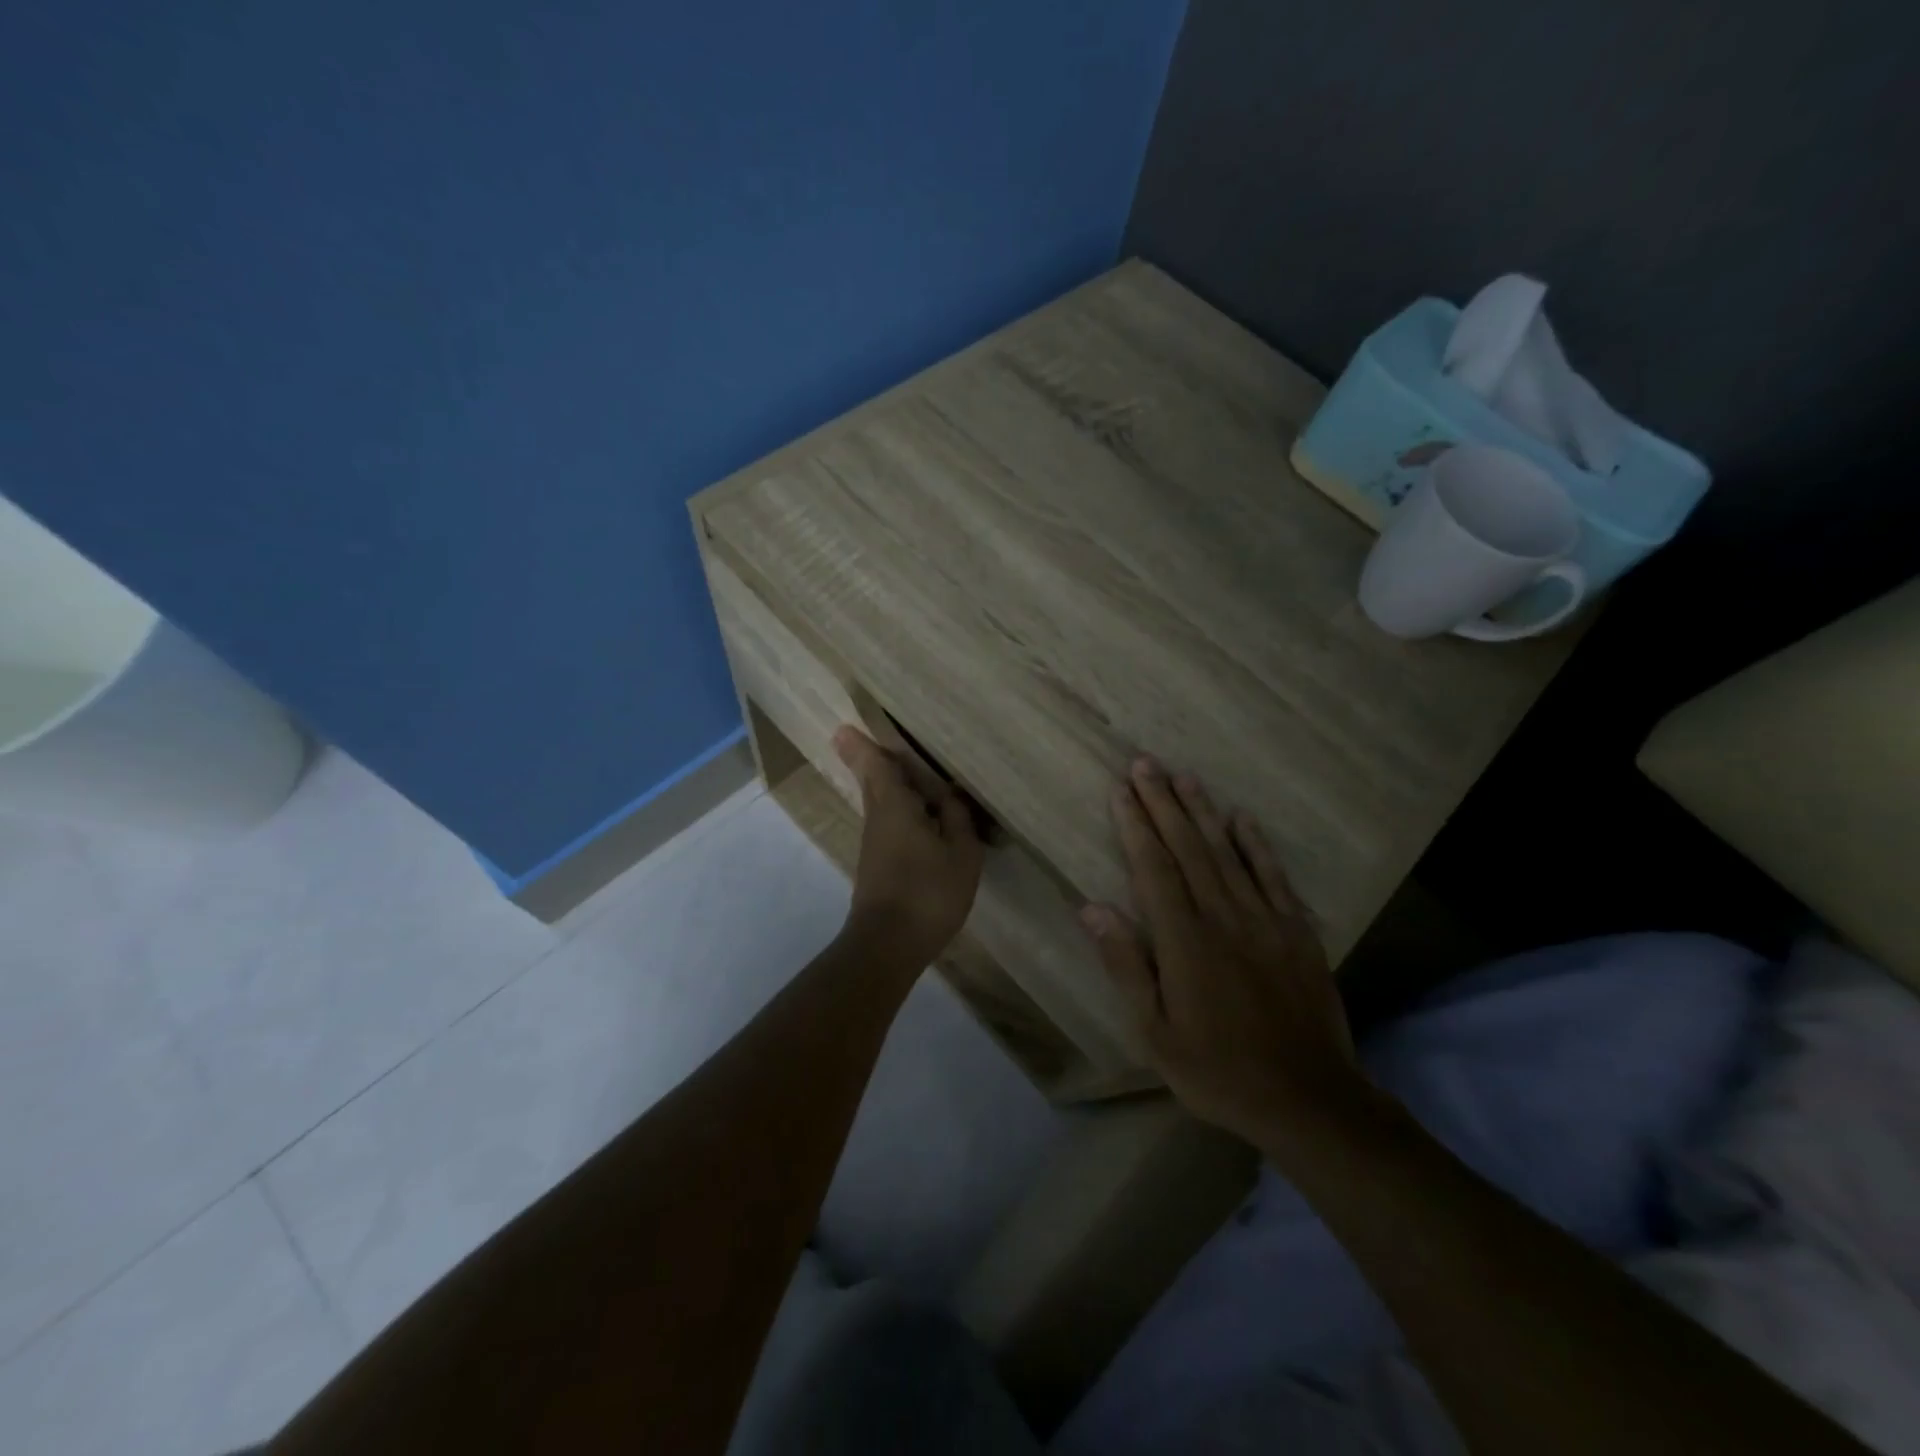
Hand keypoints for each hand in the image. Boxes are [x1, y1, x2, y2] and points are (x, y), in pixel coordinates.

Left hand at [833, 725, 984, 971]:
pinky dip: (902, 809)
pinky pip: (890, 822)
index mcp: (895, 805)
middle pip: (873, 780)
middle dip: (873, 759)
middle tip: (879, 740)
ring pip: (882, 801)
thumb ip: (958, 818)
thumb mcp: (961, 853)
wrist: (888, 944)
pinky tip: (925, 816)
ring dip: (892, 783)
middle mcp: (878, 817)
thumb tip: (951, 795)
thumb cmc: (928, 892)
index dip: (863, 744)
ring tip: (916, 772)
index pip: (874, 764)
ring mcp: (875, 842)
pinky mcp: (879, 863)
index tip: (845, 727)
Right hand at [1079, 757, 1365, 1148]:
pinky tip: (1242, 817)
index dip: (1135, 825)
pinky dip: (1257, 844)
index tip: (1120, 789)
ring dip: (1203, 811)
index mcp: (1184, 941)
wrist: (1309, 1099)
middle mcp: (1223, 918)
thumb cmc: (1218, 1070)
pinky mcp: (1297, 931)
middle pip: (1188, 848)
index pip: (1153, 868)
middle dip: (1164, 803)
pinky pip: (1274, 876)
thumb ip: (1126, 965)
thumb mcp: (1156, 1032)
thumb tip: (1092, 908)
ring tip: (1184, 776)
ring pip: (1228, 853)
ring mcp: (1265, 920)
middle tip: (1146, 763)